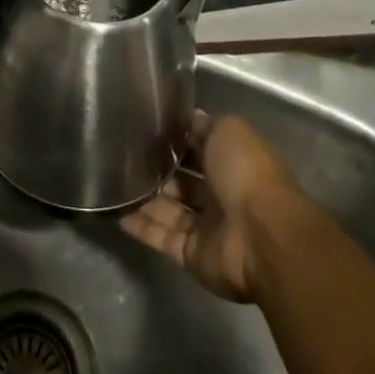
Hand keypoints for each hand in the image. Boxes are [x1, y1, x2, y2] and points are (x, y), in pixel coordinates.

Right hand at [121, 113, 302, 303]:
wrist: (262, 237)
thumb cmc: (246, 173)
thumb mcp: (227, 131)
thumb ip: (205, 125)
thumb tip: (187, 119)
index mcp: (231, 162)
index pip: (198, 147)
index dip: (175, 138)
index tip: (145, 126)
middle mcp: (220, 193)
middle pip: (182, 180)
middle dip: (157, 168)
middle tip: (122, 154)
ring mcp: (206, 227)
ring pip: (168, 208)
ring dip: (144, 197)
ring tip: (112, 180)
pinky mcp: (192, 254)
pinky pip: (162, 237)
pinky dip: (140, 226)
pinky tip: (115, 212)